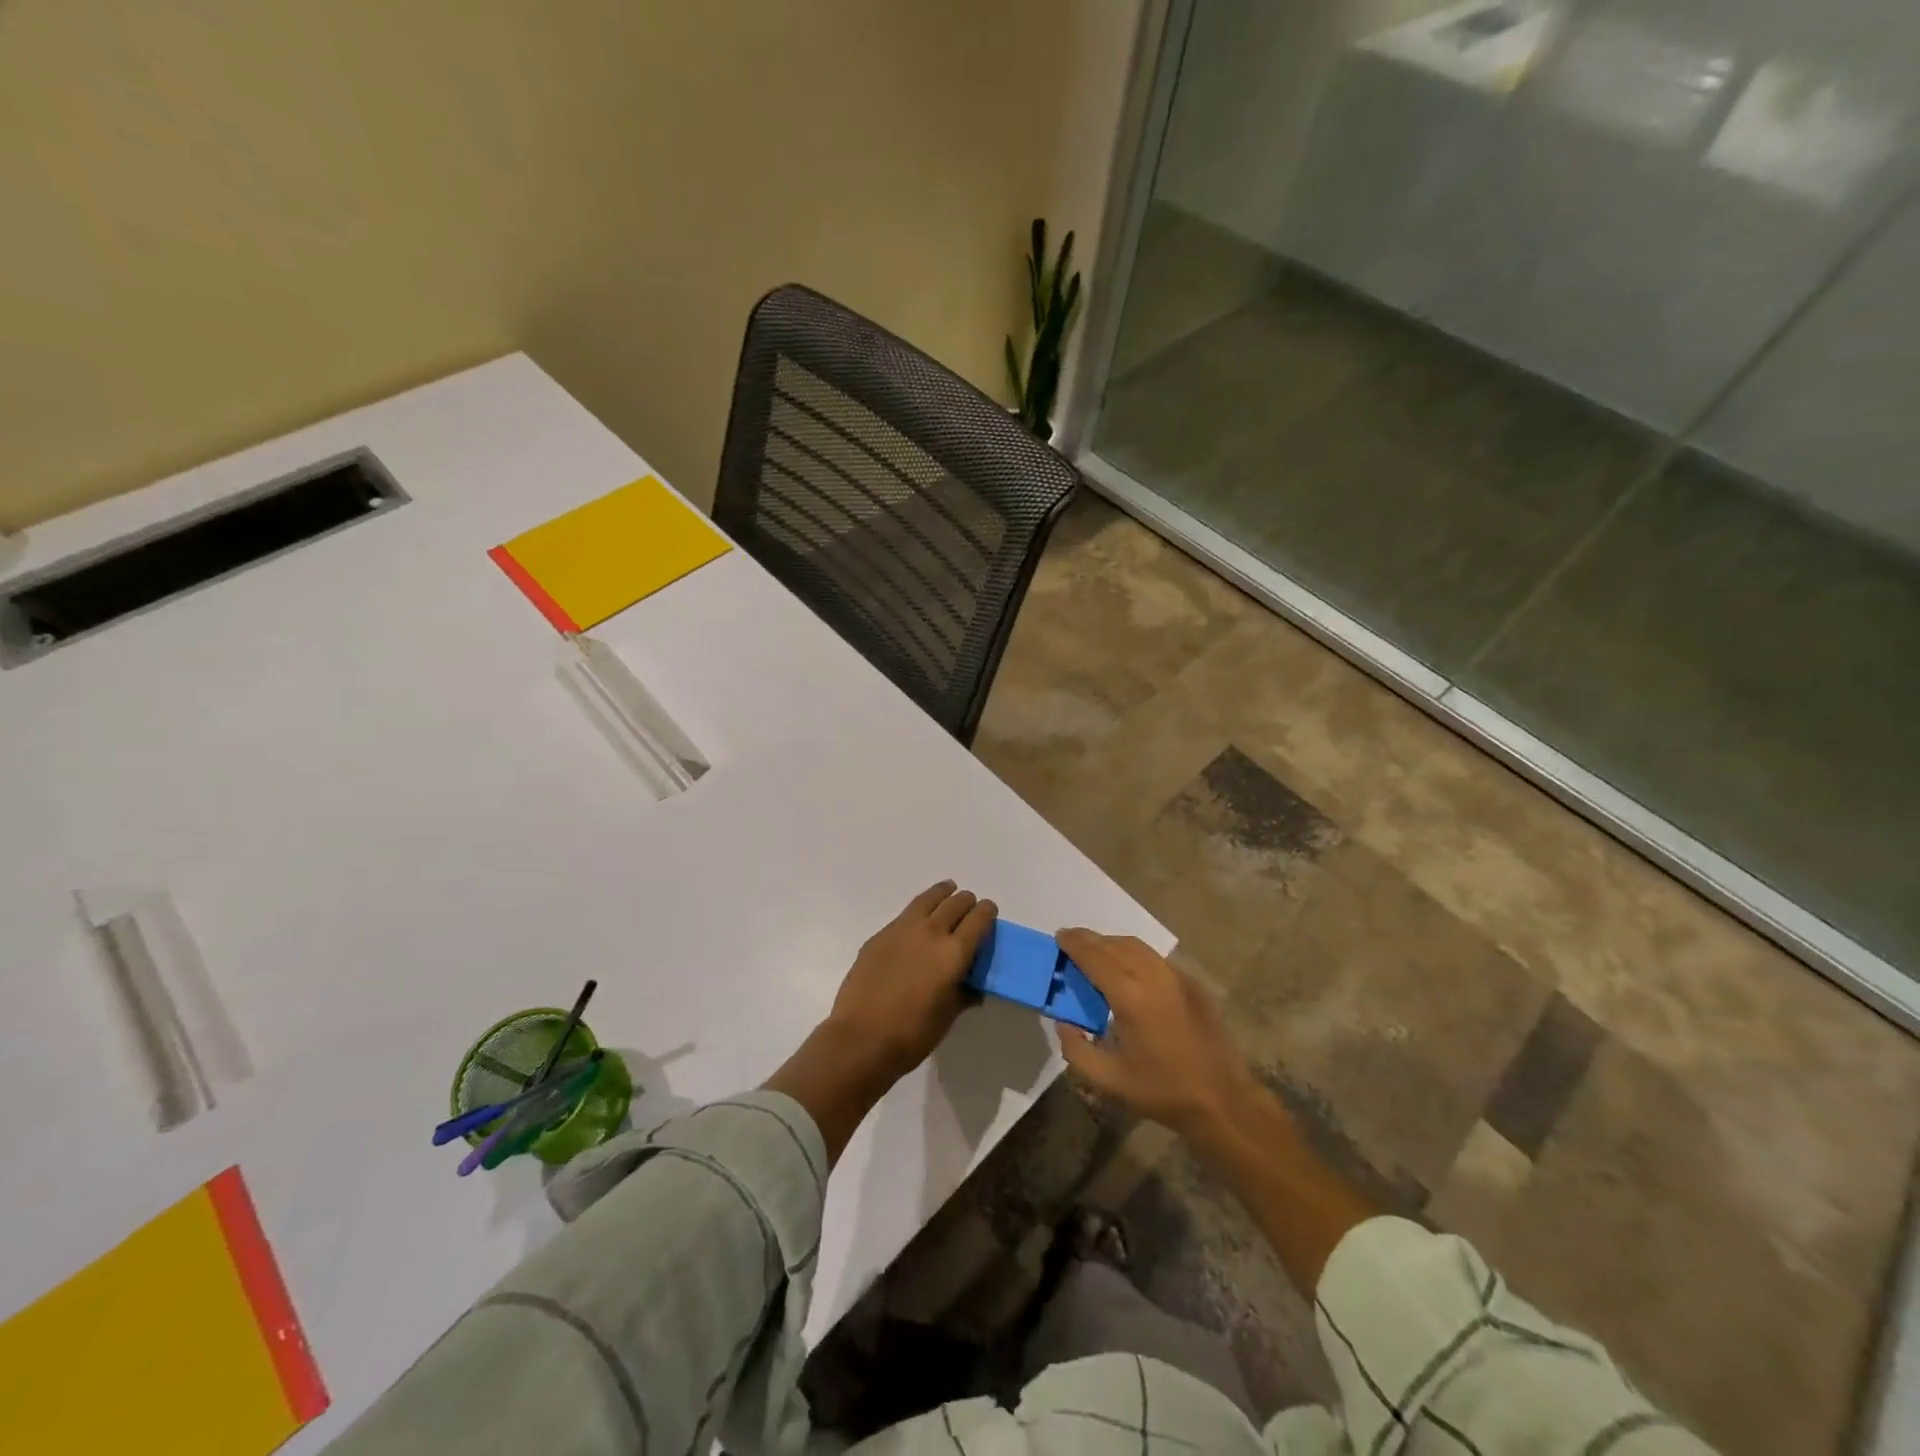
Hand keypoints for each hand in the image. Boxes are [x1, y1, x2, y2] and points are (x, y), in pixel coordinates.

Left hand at [825, 881, 996, 1080]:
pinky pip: (905, 915)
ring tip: (947, 891)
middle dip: (967, 902)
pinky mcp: (880, 936)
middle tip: (970, 908)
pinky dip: (918, 912)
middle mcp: (931, 932)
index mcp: (954, 952)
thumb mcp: (947, 1016)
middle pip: (955, 903)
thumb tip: (973, 987)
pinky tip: (917, 922)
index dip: (987, 912)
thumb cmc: (912, 1034)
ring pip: (928, 899)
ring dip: (942, 894)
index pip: (978, 919)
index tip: (989, 912)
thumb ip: (963, 994)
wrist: (861, 1037)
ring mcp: (902, 930)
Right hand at [1056, 929, 1261, 1138]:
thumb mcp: (1108, 1080)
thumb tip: (1063, 1022)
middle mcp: (1153, 976)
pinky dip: (1135, 954)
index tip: (1059, 937)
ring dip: (1112, 944)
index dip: (1074, 944)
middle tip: (1072, 943)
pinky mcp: (1193, 984)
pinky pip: (1156, 958)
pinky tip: (1130, 969)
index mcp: (1130, 995)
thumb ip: (1076, 1049)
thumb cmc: (1161, 1090)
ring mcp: (1177, 976)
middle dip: (1090, 940)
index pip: (1094, 956)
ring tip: (1097, 953)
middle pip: (1115, 944)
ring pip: (1137, 946)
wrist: (1221, 1100)